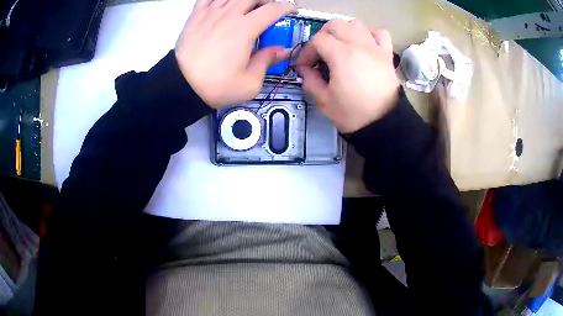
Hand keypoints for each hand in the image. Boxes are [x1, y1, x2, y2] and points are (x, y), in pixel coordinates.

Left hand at [175, 0, 295, 107]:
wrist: (181, 86)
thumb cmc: (216, 86)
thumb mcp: (249, 83)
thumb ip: (267, 61)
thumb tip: (281, 50)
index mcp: (245, 29)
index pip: (272, 9)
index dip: (286, 7)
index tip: (291, 9)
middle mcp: (229, 14)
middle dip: (265, 0)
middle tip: (267, 9)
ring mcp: (210, 12)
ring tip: (246, 6)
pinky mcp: (195, 15)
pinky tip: (223, 4)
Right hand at [297, 20, 399, 132]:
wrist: (384, 124)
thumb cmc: (353, 114)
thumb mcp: (324, 101)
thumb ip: (310, 81)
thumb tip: (305, 70)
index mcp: (341, 56)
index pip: (317, 40)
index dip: (307, 51)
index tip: (305, 66)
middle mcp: (358, 45)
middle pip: (335, 25)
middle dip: (322, 35)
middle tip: (319, 52)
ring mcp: (375, 48)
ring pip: (355, 24)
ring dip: (343, 31)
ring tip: (340, 46)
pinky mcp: (386, 54)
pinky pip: (379, 33)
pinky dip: (369, 34)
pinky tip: (364, 44)